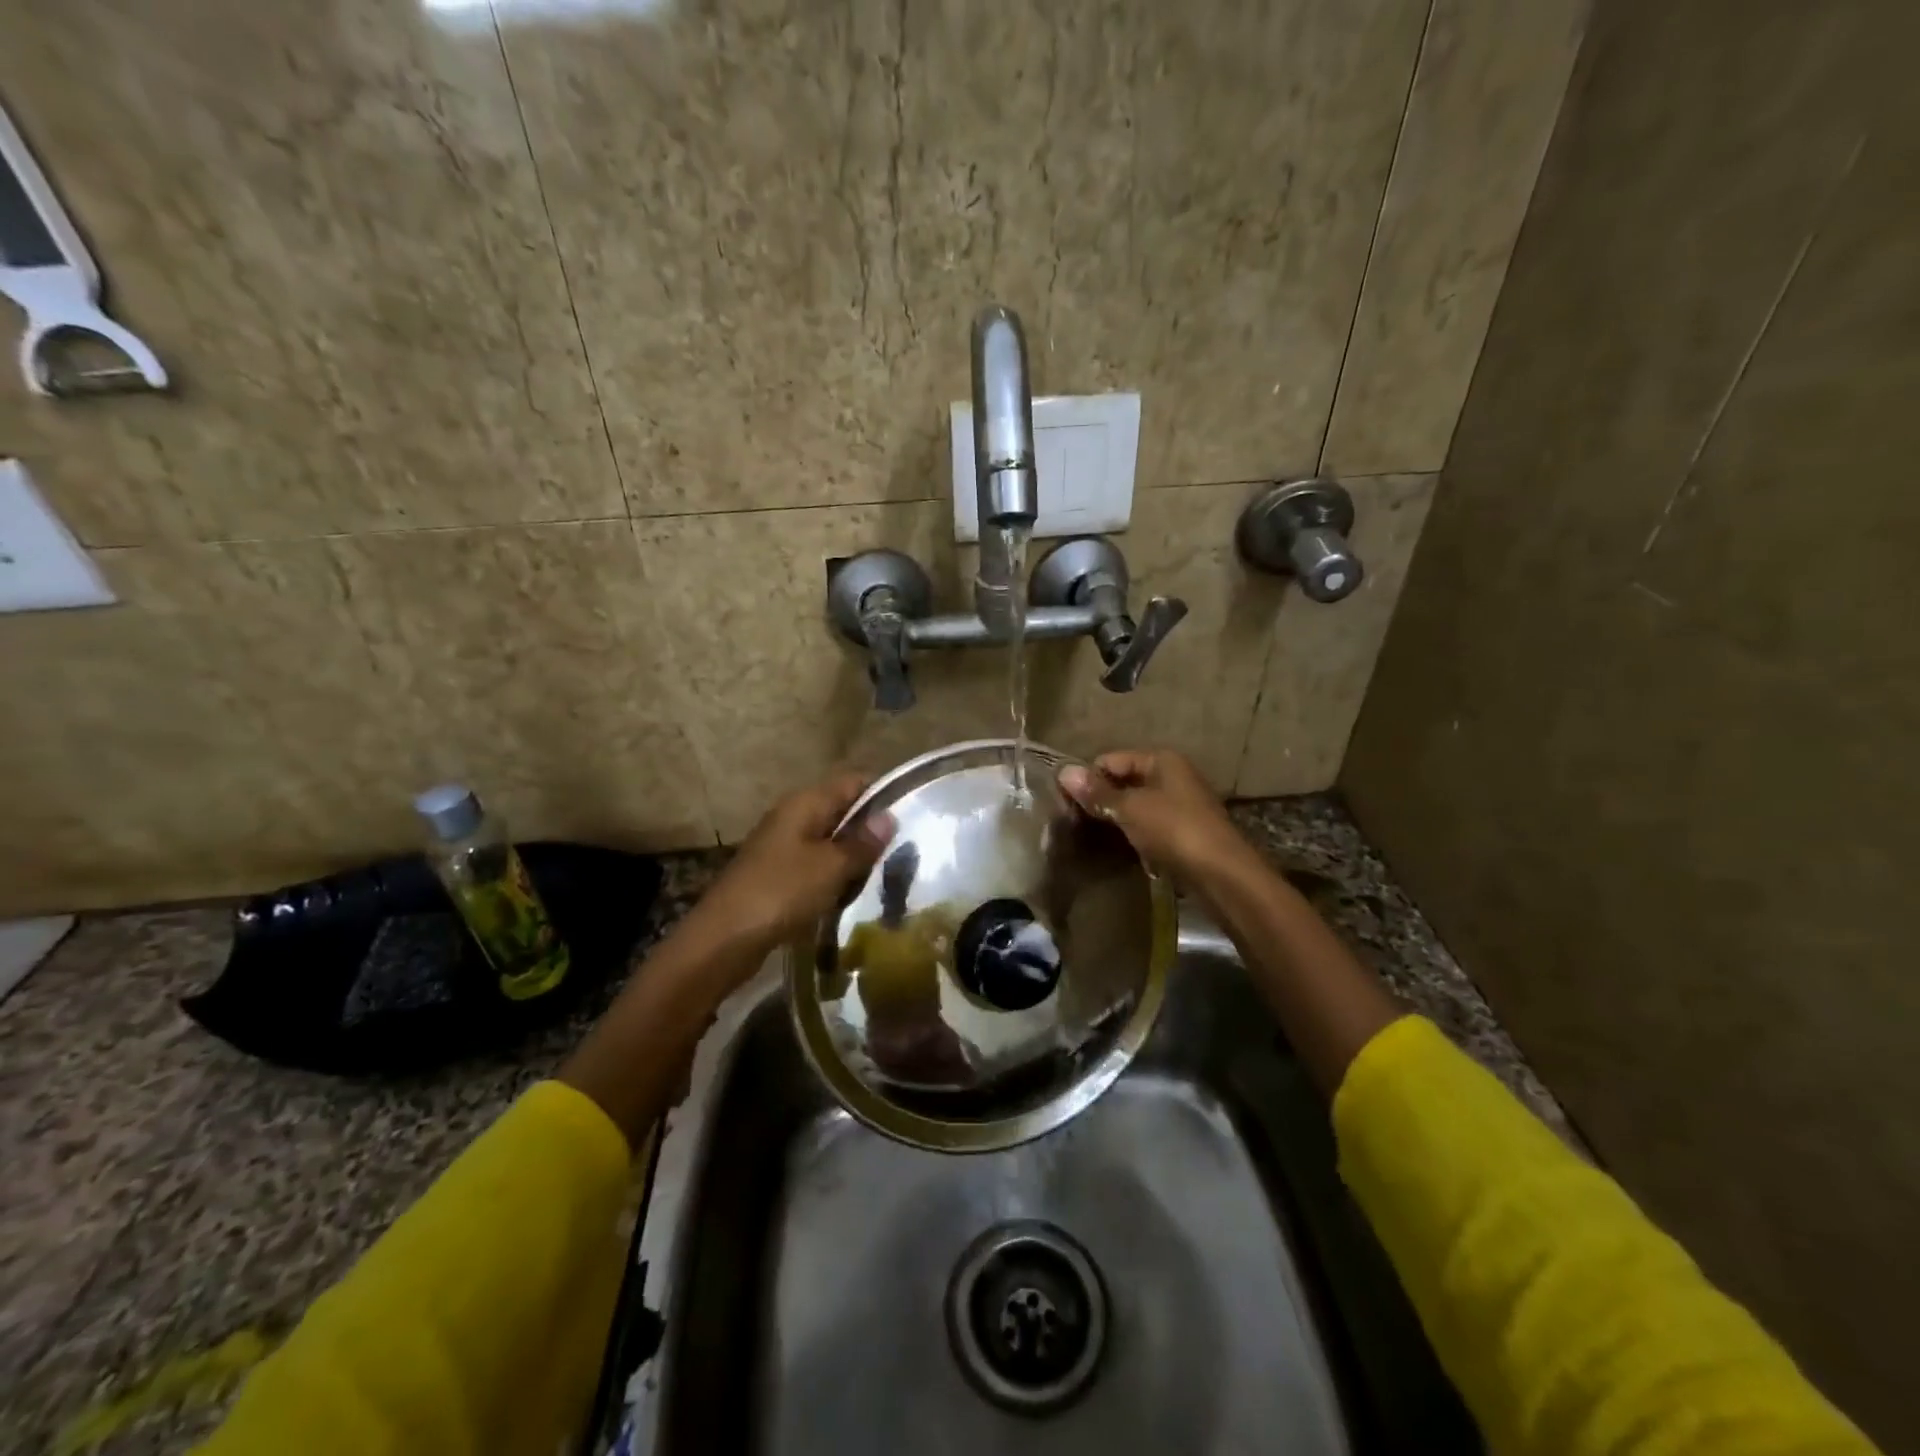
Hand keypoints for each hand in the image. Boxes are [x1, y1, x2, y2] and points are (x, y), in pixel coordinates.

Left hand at [680, 772, 893, 963]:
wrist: (723, 939)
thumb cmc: (781, 892)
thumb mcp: (831, 867)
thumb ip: (862, 842)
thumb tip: (888, 817)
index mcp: (805, 803)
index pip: (853, 782)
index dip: (882, 793)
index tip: (912, 815)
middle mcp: (793, 816)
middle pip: (842, 811)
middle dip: (870, 830)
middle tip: (904, 853)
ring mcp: (783, 846)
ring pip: (830, 842)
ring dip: (853, 858)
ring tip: (884, 876)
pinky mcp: (777, 875)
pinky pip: (816, 866)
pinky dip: (834, 877)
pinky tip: (850, 895)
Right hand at [1058, 750, 1248, 883]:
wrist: (1222, 875)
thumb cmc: (1174, 830)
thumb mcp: (1130, 808)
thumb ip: (1097, 792)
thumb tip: (1063, 771)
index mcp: (1162, 760)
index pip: (1112, 760)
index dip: (1088, 779)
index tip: (1065, 802)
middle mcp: (1173, 776)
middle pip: (1125, 782)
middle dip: (1101, 800)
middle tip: (1074, 821)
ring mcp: (1181, 805)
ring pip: (1137, 807)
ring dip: (1117, 821)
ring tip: (1092, 837)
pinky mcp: (1184, 833)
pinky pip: (1149, 828)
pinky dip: (1135, 837)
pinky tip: (1121, 851)